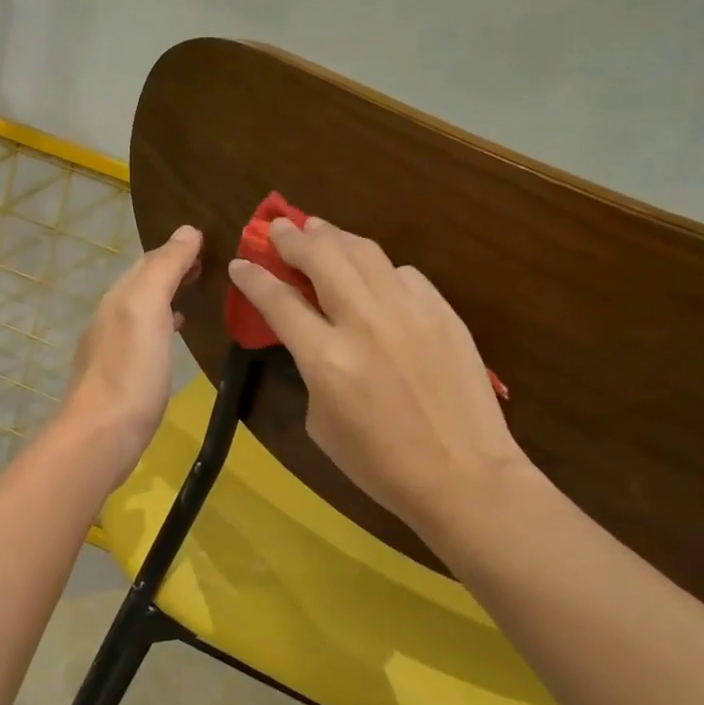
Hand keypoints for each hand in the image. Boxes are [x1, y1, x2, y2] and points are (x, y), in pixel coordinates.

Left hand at [61, 224, 202, 483]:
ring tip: (193, 297)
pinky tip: (172, 339)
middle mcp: (110, 319)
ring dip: (165, 299)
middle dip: (170, 271)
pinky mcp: (119, 379)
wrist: (101, 437)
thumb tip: (186, 231)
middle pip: (141, 284)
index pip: (147, 261)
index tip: (206, 243)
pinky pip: (142, 340)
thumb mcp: (147, 310)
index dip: (175, 250)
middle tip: (204, 267)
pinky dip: (160, 329)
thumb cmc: (129, 372)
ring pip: (141, 312)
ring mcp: (111, 351)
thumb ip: (165, 269)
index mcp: (118, 299)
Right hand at [228, 216, 529, 545]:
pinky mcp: (443, 313)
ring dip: (334, 236)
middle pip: (321, 258)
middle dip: (292, 238)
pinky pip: (404, 275)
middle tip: (278, 229)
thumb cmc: (380, 465)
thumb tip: (313, 338)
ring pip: (365, 253)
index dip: (254, 278)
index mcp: (326, 359)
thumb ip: (312, 371)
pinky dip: (380, 268)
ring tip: (318, 230)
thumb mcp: (322, 424)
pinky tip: (374, 274)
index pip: (279, 301)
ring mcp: (409, 312)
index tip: (240, 264)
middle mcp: (364, 322)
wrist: (463, 475)